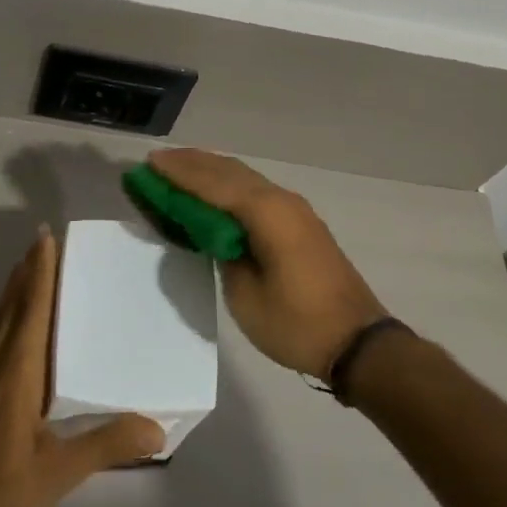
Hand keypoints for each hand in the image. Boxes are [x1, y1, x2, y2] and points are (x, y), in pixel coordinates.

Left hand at [0, 229, 164, 506]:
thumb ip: (107, 445)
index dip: (39, 272)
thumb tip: (157, 428)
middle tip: (42, 242)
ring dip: (7, 291)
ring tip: (22, 269)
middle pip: (10, 305)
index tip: (46, 239)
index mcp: (17, 372)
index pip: (32, 309)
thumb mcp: (59, 474)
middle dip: (26, 272)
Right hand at [147, 149, 386, 379]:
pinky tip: (214, 193)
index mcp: (266, 213)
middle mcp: (281, 200)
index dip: (178, 173)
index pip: (212, 183)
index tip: (148, 164)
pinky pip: (256, 192)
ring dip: (211, 172)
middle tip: (157, 163)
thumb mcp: (245, 294)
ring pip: (245, 178)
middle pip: (229, 171)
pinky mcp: (301, 224)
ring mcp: (295, 210)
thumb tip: (213, 233)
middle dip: (192, 164)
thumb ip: (223, 253)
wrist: (358, 343)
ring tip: (178, 170)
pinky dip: (229, 186)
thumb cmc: (296, 323)